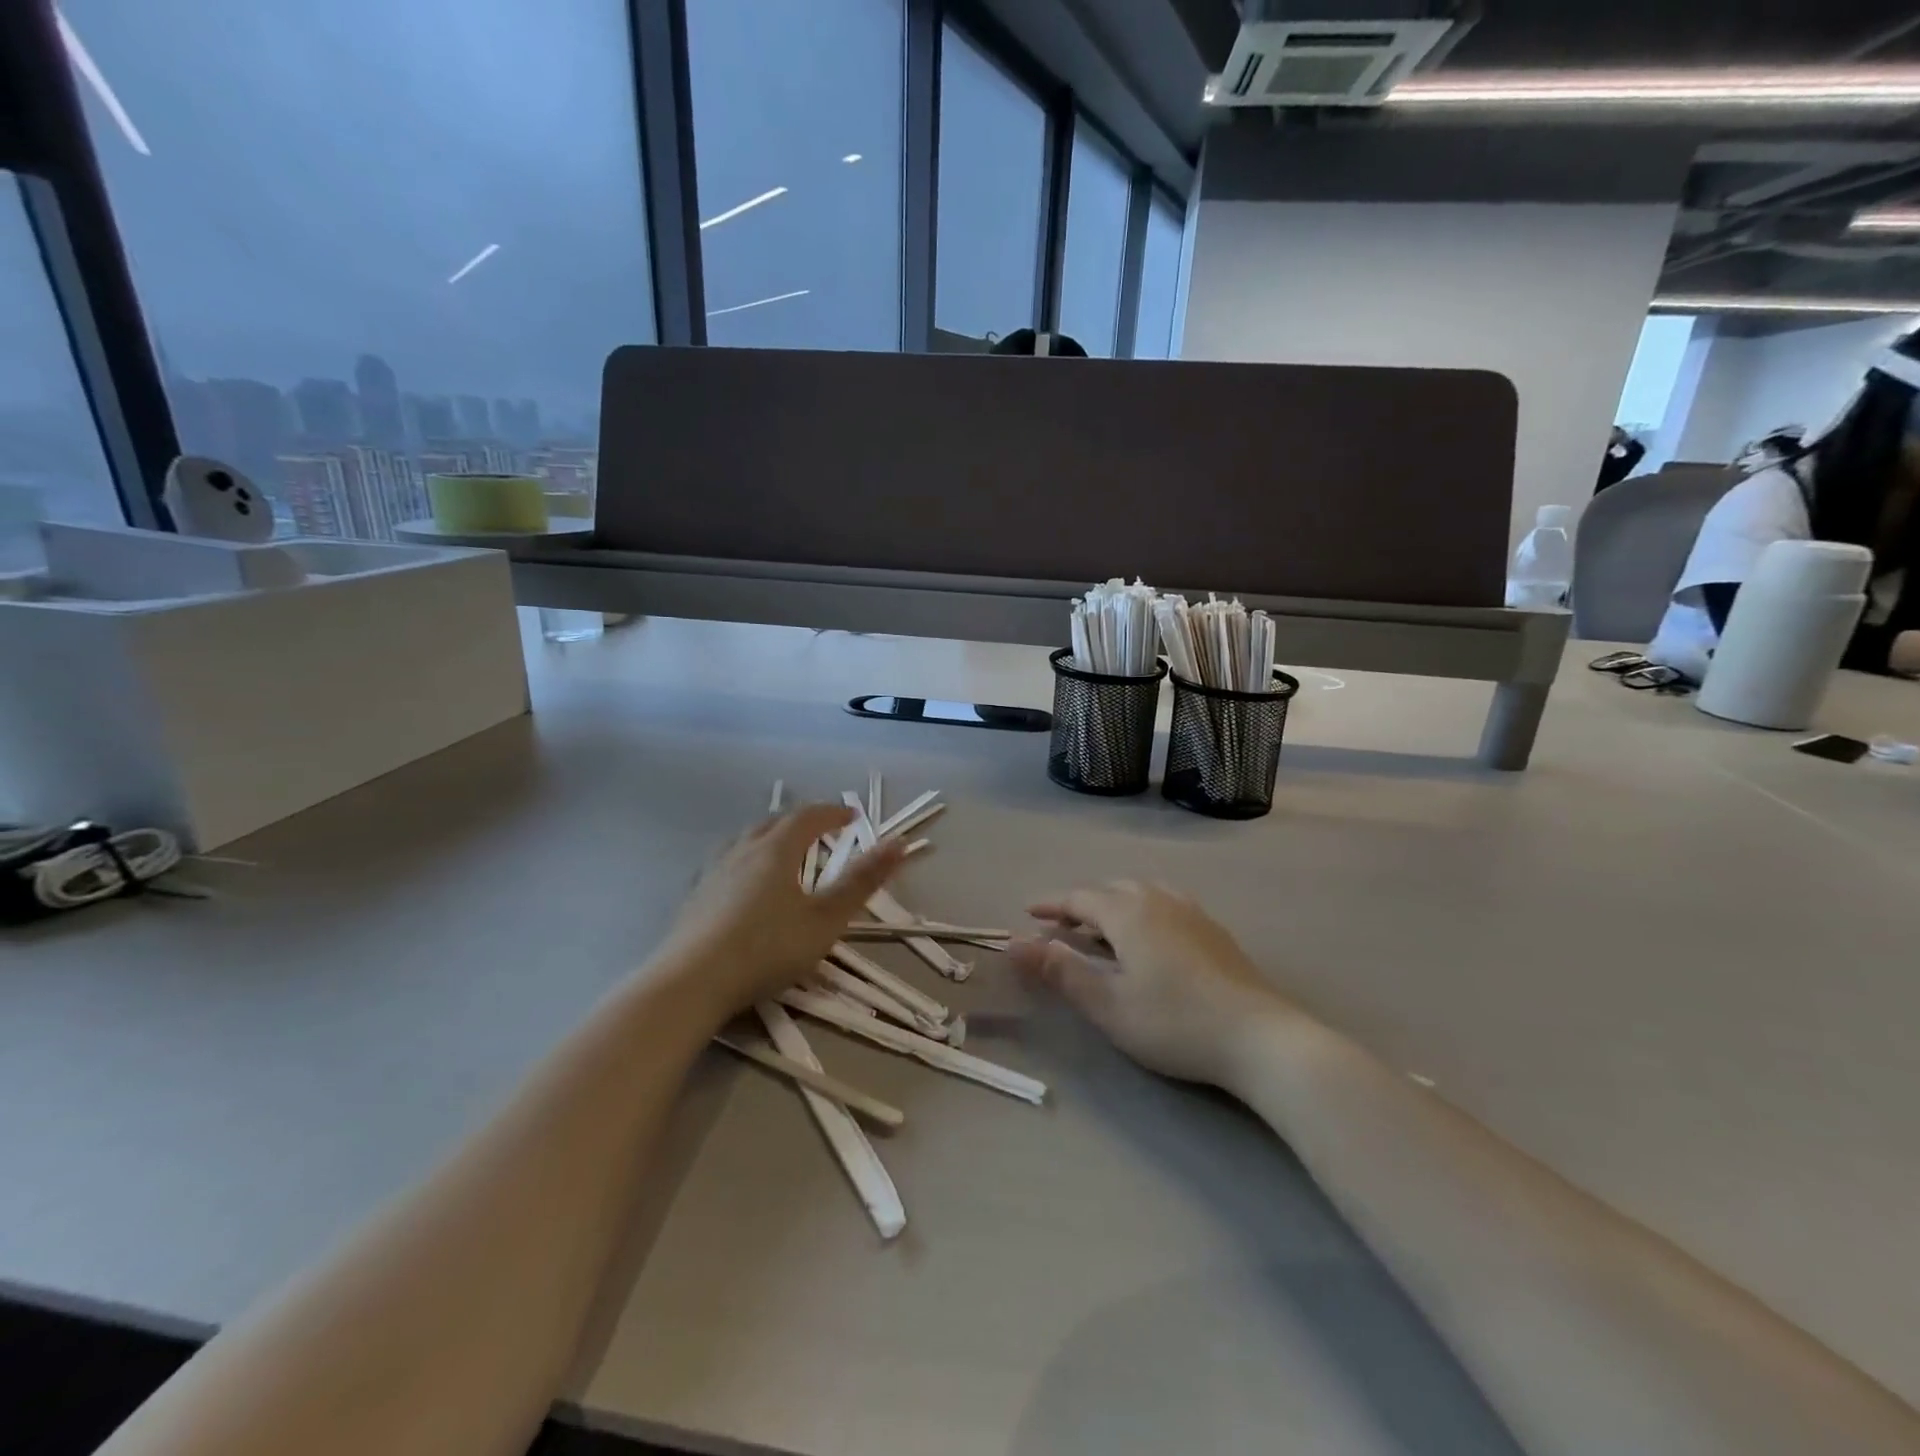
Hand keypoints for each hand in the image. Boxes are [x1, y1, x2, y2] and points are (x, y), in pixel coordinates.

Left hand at [658, 804, 906, 1022]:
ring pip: (745, 839)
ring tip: (783, 851)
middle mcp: (743, 850)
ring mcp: (713, 871)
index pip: (809, 817)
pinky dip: (745, 859)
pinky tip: (742, 882)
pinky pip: (725, 861)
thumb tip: (899, 842)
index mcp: (777, 850)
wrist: (690, 983)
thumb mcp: (826, 919)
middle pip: (774, 822)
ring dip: (770, 836)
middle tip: (822, 831)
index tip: (853, 816)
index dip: (833, 813)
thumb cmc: (767, 949)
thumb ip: (862, 881)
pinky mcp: (694, 895)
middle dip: (802, 821)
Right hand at [1008, 881, 1293, 1087]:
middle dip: (1082, 903)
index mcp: (1128, 913)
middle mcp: (1158, 900)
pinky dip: (1142, 908)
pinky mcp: (1214, 929)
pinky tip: (1150, 935)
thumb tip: (1015, 943)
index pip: (1080, 897)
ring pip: (1142, 891)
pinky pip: (1165, 902)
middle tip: (1062, 926)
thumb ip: (1060, 971)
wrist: (1259, 1037)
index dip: (1052, 904)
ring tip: (1103, 927)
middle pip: (1111, 889)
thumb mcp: (1108, 1004)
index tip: (1029, 913)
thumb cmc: (1174, 1023)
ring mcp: (1191, 911)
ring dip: (1114, 902)